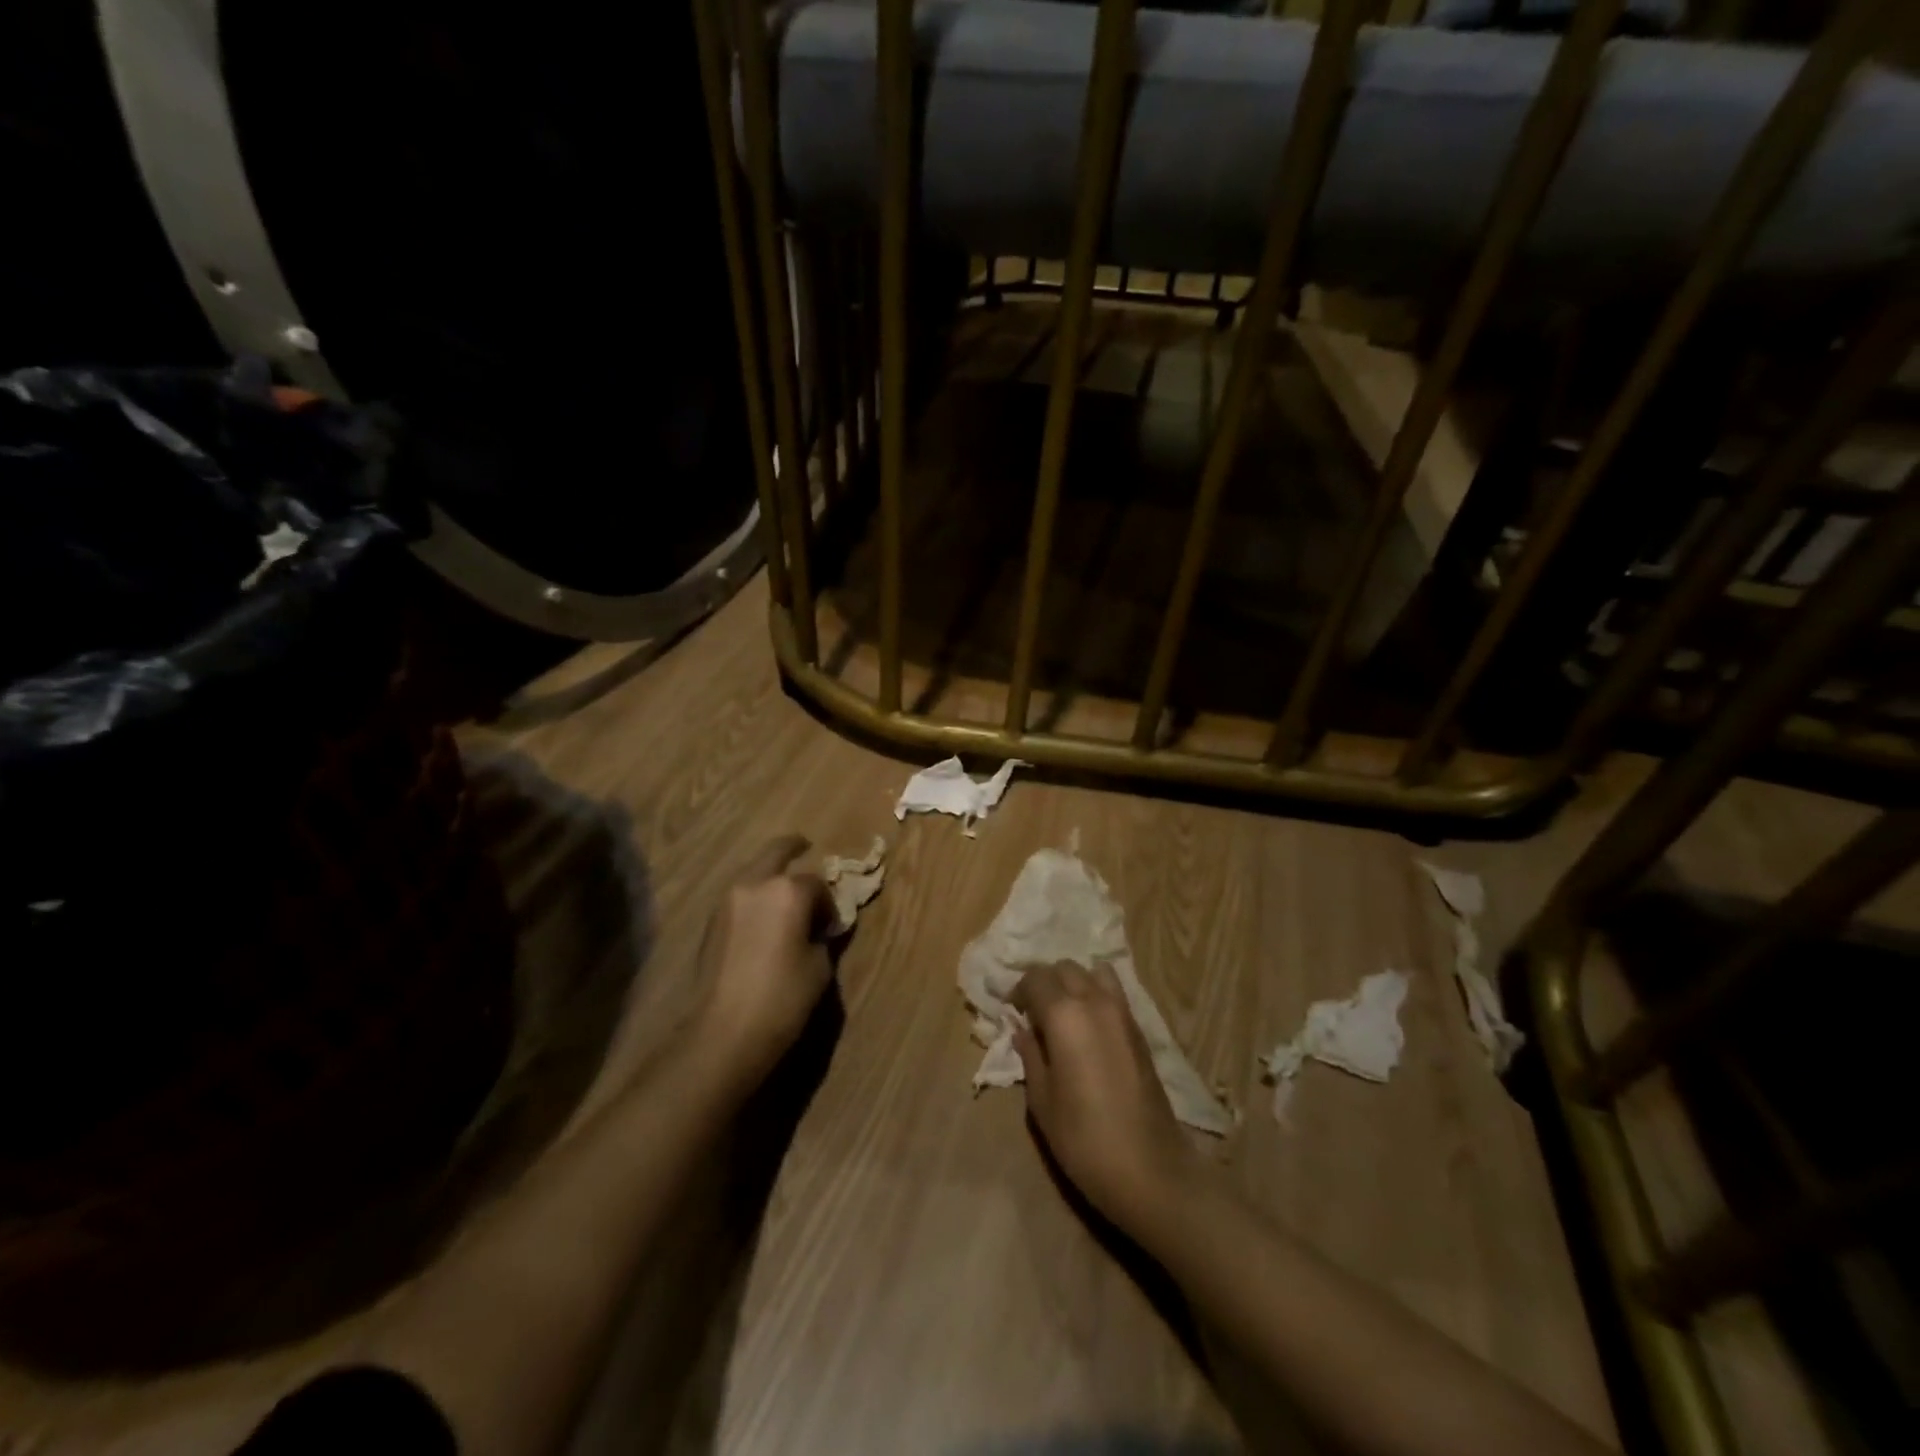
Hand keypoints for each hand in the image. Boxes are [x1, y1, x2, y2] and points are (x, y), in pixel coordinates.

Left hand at [691, 836, 833, 1093]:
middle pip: (777, 852)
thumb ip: (822, 937)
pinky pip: (740, 895)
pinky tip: (764, 917)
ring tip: (784, 892)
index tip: (831, 926)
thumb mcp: (819, 967)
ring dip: (770, 874)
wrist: (723, 1033)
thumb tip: (819, 929)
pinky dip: (754, 895)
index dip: (828, 904)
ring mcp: (728, 900)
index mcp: (788, 891)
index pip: (817, 884)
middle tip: (805, 846)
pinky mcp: (712, 921)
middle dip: (793, 847)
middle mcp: (755, 884)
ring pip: (753, 872)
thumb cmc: (782, 998)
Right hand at [1012, 961, 1199, 1235]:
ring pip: (1092, 973)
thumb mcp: (1042, 1101)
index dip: (1018, 991)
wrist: (1150, 1169)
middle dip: (1044, 983)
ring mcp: (1122, 1012)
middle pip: (1064, 968)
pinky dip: (1095, 995)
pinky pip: (1113, 992)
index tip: (1011, 1012)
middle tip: (1033, 1013)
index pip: (1035, 978)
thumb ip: (1030, 1055)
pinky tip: (1087, 1027)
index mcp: (1064, 1015)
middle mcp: (1095, 1001)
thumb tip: (1021, 1030)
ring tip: (1063, 1015)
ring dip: (1073, 984)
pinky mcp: (1140, 1028)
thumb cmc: (1084, 1139)